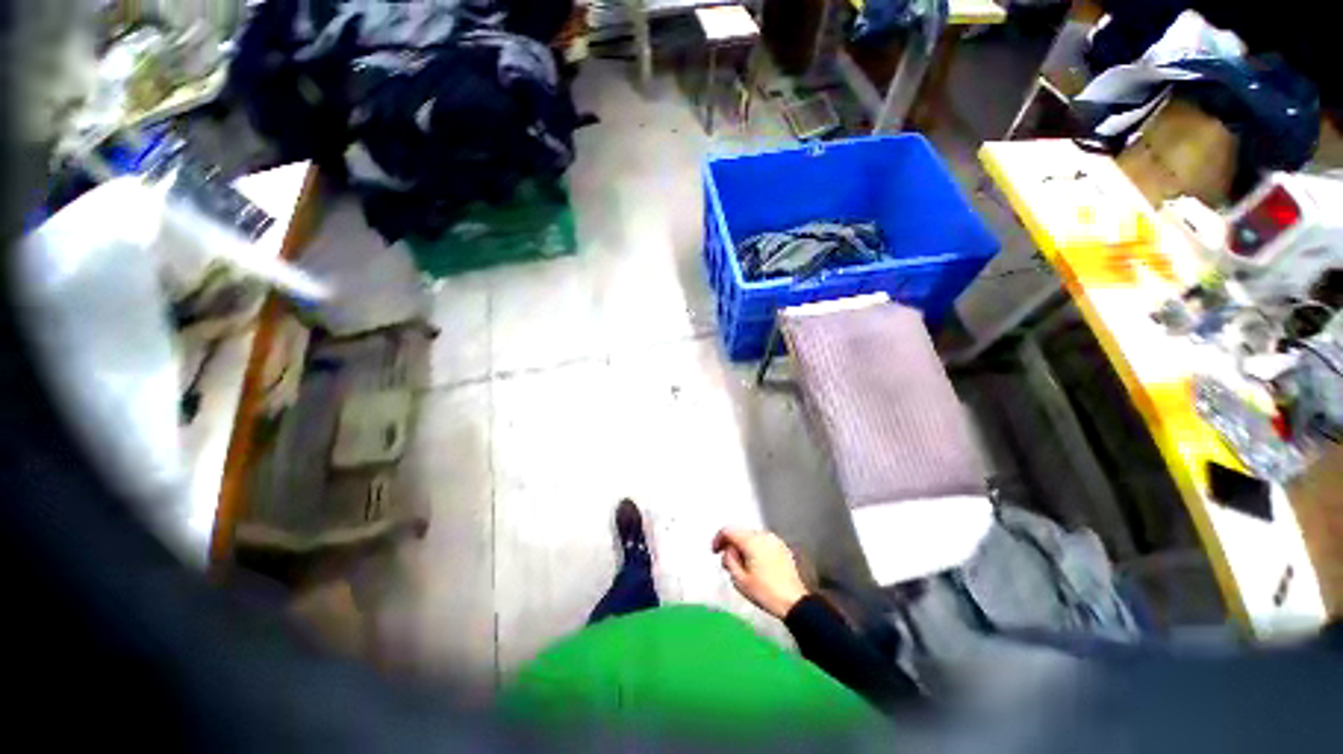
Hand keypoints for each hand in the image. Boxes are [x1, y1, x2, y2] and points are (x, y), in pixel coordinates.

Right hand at [711, 528, 808, 618]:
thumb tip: (728, 551)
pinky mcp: (782, 547)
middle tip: (727, 561)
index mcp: (751, 541)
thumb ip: (729, 560)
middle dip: (731, 543)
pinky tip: (756, 564)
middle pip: (740, 532)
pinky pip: (763, 542)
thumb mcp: (739, 580)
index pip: (729, 530)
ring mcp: (774, 540)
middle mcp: (763, 535)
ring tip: (742, 565)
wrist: (794, 602)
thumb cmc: (765, 592)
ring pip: (751, 536)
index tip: (715, 551)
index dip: (718, 538)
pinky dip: (755, 548)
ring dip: (743, 546)